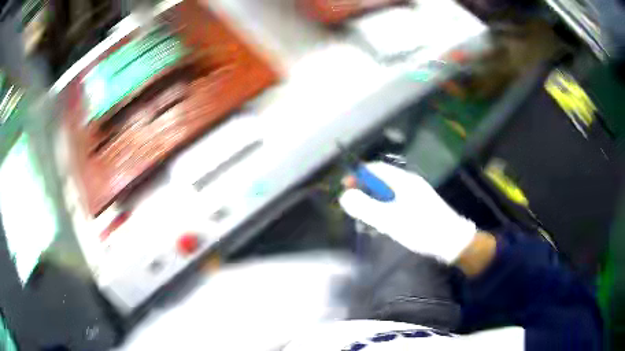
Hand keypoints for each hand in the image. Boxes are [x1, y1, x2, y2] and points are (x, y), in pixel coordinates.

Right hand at [339, 162, 476, 263]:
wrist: (452, 241)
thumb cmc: (421, 229)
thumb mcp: (389, 220)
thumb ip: (365, 207)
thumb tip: (345, 195)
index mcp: (403, 180)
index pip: (375, 169)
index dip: (358, 176)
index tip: (345, 188)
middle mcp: (410, 183)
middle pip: (381, 181)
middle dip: (365, 193)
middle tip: (356, 210)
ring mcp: (416, 194)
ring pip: (389, 193)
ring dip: (376, 204)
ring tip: (369, 222)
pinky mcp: (420, 205)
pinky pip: (397, 202)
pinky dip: (387, 210)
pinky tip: (386, 226)